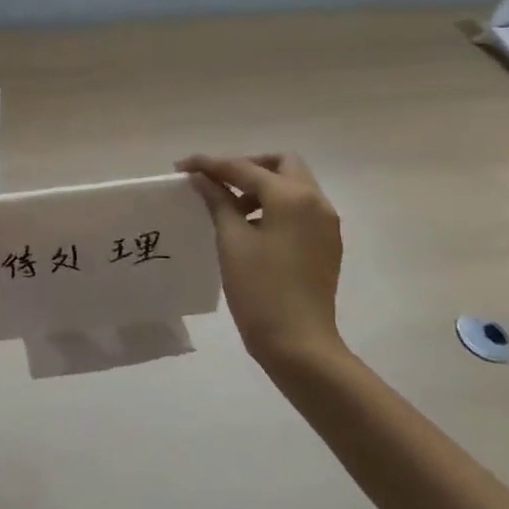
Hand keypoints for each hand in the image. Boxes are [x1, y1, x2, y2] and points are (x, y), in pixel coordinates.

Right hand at [176, 153, 345, 370]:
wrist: (299, 344)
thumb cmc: (260, 290)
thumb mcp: (232, 240)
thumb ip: (217, 201)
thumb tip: (200, 178)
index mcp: (292, 197)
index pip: (245, 168)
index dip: (211, 165)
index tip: (181, 166)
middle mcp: (316, 202)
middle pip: (281, 165)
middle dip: (247, 166)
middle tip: (217, 182)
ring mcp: (325, 224)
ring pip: (292, 186)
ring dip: (261, 187)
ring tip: (229, 207)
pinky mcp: (326, 243)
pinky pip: (299, 209)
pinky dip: (275, 206)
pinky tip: (251, 226)